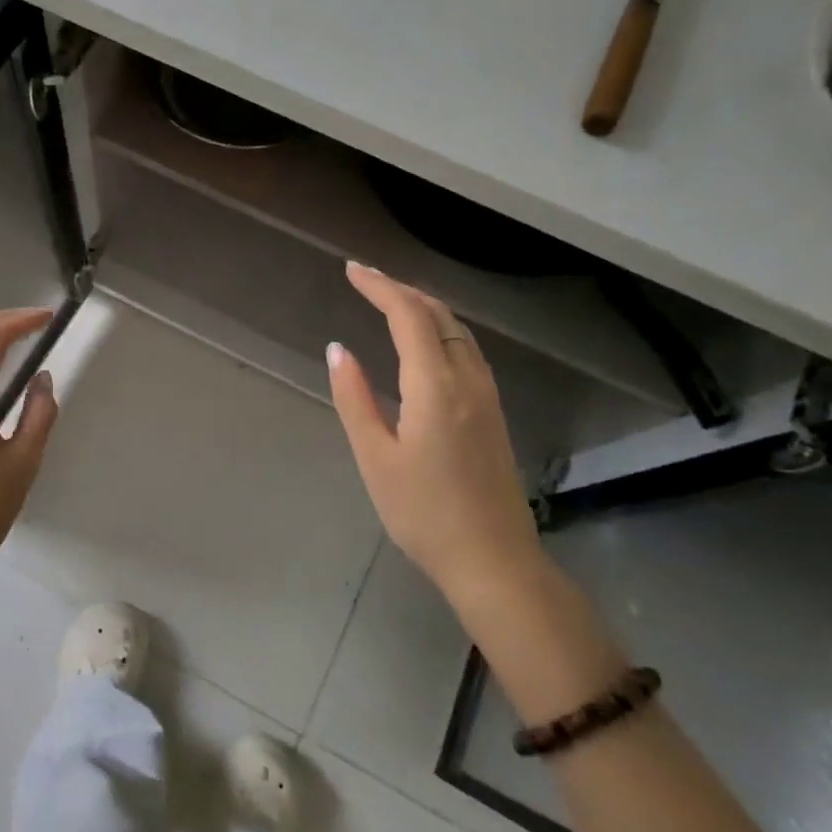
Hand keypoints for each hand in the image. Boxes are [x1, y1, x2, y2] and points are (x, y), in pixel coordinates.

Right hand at [327, 263, 542, 601]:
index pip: (408, 315)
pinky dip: (440, 329)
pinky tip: (424, 343)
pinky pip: (466, 349)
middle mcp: (468, 379)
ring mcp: (486, 395)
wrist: (493, 560)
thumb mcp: (375, 458)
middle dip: (401, 289)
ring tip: (389, 301)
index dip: (380, 286)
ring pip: (457, 330)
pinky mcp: (493, 411)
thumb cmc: (424, 513)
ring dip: (423, 306)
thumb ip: (355, 398)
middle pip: (438, 314)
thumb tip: (338, 350)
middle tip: (366, 281)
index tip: (351, 271)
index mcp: (435, 386)